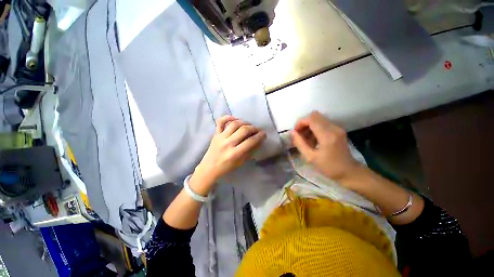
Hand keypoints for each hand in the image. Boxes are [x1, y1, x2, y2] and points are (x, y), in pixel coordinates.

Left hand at [194, 115, 266, 185]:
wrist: (209, 168)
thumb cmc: (227, 167)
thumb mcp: (241, 162)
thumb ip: (250, 151)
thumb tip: (259, 141)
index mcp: (235, 153)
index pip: (251, 141)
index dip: (260, 136)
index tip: (264, 134)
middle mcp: (228, 143)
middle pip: (244, 130)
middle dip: (254, 128)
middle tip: (257, 130)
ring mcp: (221, 137)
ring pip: (234, 124)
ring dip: (244, 122)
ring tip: (248, 125)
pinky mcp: (215, 134)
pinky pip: (220, 122)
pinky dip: (227, 117)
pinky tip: (234, 118)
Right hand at [291, 111, 359, 180]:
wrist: (349, 172)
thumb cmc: (329, 167)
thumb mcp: (310, 157)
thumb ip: (300, 143)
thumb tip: (292, 132)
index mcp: (327, 135)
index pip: (311, 119)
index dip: (300, 122)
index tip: (295, 132)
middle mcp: (333, 128)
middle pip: (315, 115)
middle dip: (304, 123)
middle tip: (299, 134)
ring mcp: (337, 128)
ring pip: (318, 118)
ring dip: (309, 125)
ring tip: (306, 138)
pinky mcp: (338, 130)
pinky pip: (323, 123)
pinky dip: (315, 128)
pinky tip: (313, 139)